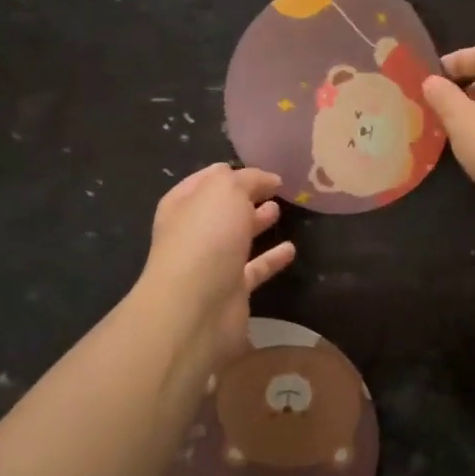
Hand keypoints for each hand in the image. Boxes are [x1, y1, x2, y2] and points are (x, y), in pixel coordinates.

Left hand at [140, 164, 295, 371]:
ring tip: (279, 211)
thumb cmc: (206, 237)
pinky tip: (291, 249)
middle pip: (222, 209)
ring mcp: (210, 264)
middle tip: (275, 189)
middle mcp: (193, 233)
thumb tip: (268, 179)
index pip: (207, 179)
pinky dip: (271, 259)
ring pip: (237, 238)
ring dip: (256, 224)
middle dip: (245, 197)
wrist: (196, 308)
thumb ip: (248, 179)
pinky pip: (254, 269)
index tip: (262, 168)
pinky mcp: (231, 291)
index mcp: (183, 204)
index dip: (231, 172)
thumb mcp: (227, 190)